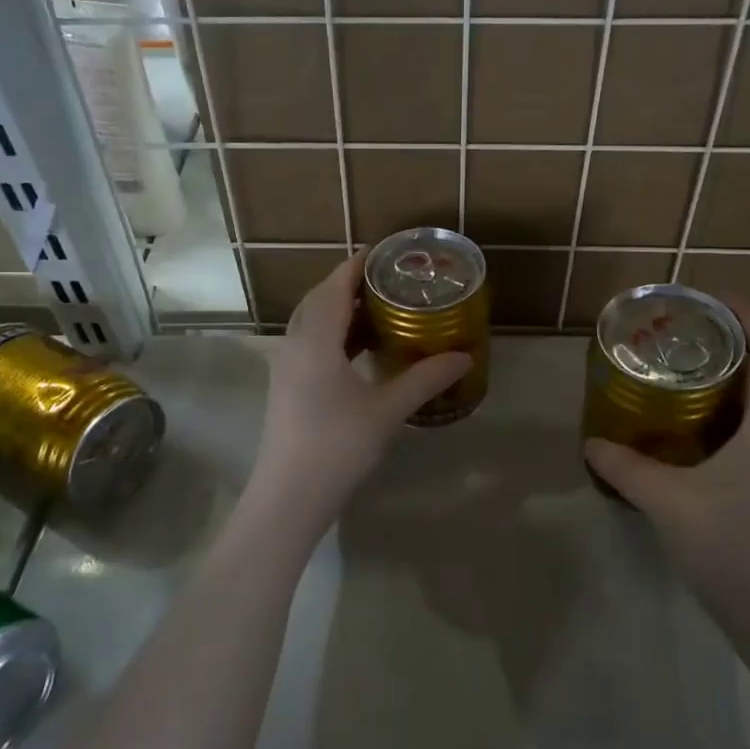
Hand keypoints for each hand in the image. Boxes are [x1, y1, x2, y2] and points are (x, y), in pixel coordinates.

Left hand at [251, 253, 470, 526]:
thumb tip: (463, 356)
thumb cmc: (338, 447)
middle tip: (387, 281)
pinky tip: (358, 349)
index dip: (356, 266)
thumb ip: (425, 379)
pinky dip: (333, 334)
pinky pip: (309, 342)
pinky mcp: (286, 386)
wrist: (290, 496)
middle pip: (319, 299)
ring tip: (378, 310)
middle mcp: (295, 344)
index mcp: (316, 340)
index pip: (335, 287)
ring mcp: (286, 366)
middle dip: (349, 284)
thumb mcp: (387, 411)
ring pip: (311, 322)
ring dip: (340, 310)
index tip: (383, 252)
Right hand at [584, 298, 749, 629]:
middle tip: (686, 341)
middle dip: (735, 348)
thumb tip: (592, 444)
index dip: (748, 315)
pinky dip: (742, 422)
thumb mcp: (669, 504)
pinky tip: (705, 444)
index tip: (711, 298)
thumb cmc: (735, 551)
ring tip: (689, 385)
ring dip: (739, 387)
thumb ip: (627, 469)